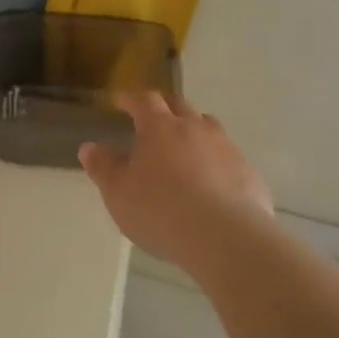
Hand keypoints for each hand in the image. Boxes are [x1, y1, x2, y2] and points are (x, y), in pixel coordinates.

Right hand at [79, 94, 276, 279]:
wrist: (226, 238)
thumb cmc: (161, 210)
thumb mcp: (118, 193)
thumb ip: (103, 167)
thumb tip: (90, 147)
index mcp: (160, 127)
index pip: (145, 100)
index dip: (132, 99)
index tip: (122, 102)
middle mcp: (195, 128)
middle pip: (179, 105)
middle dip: (164, 107)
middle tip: (153, 118)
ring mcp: (226, 148)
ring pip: (208, 126)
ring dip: (194, 130)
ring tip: (184, 146)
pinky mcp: (248, 172)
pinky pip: (228, 157)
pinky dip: (216, 160)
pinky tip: (212, 182)